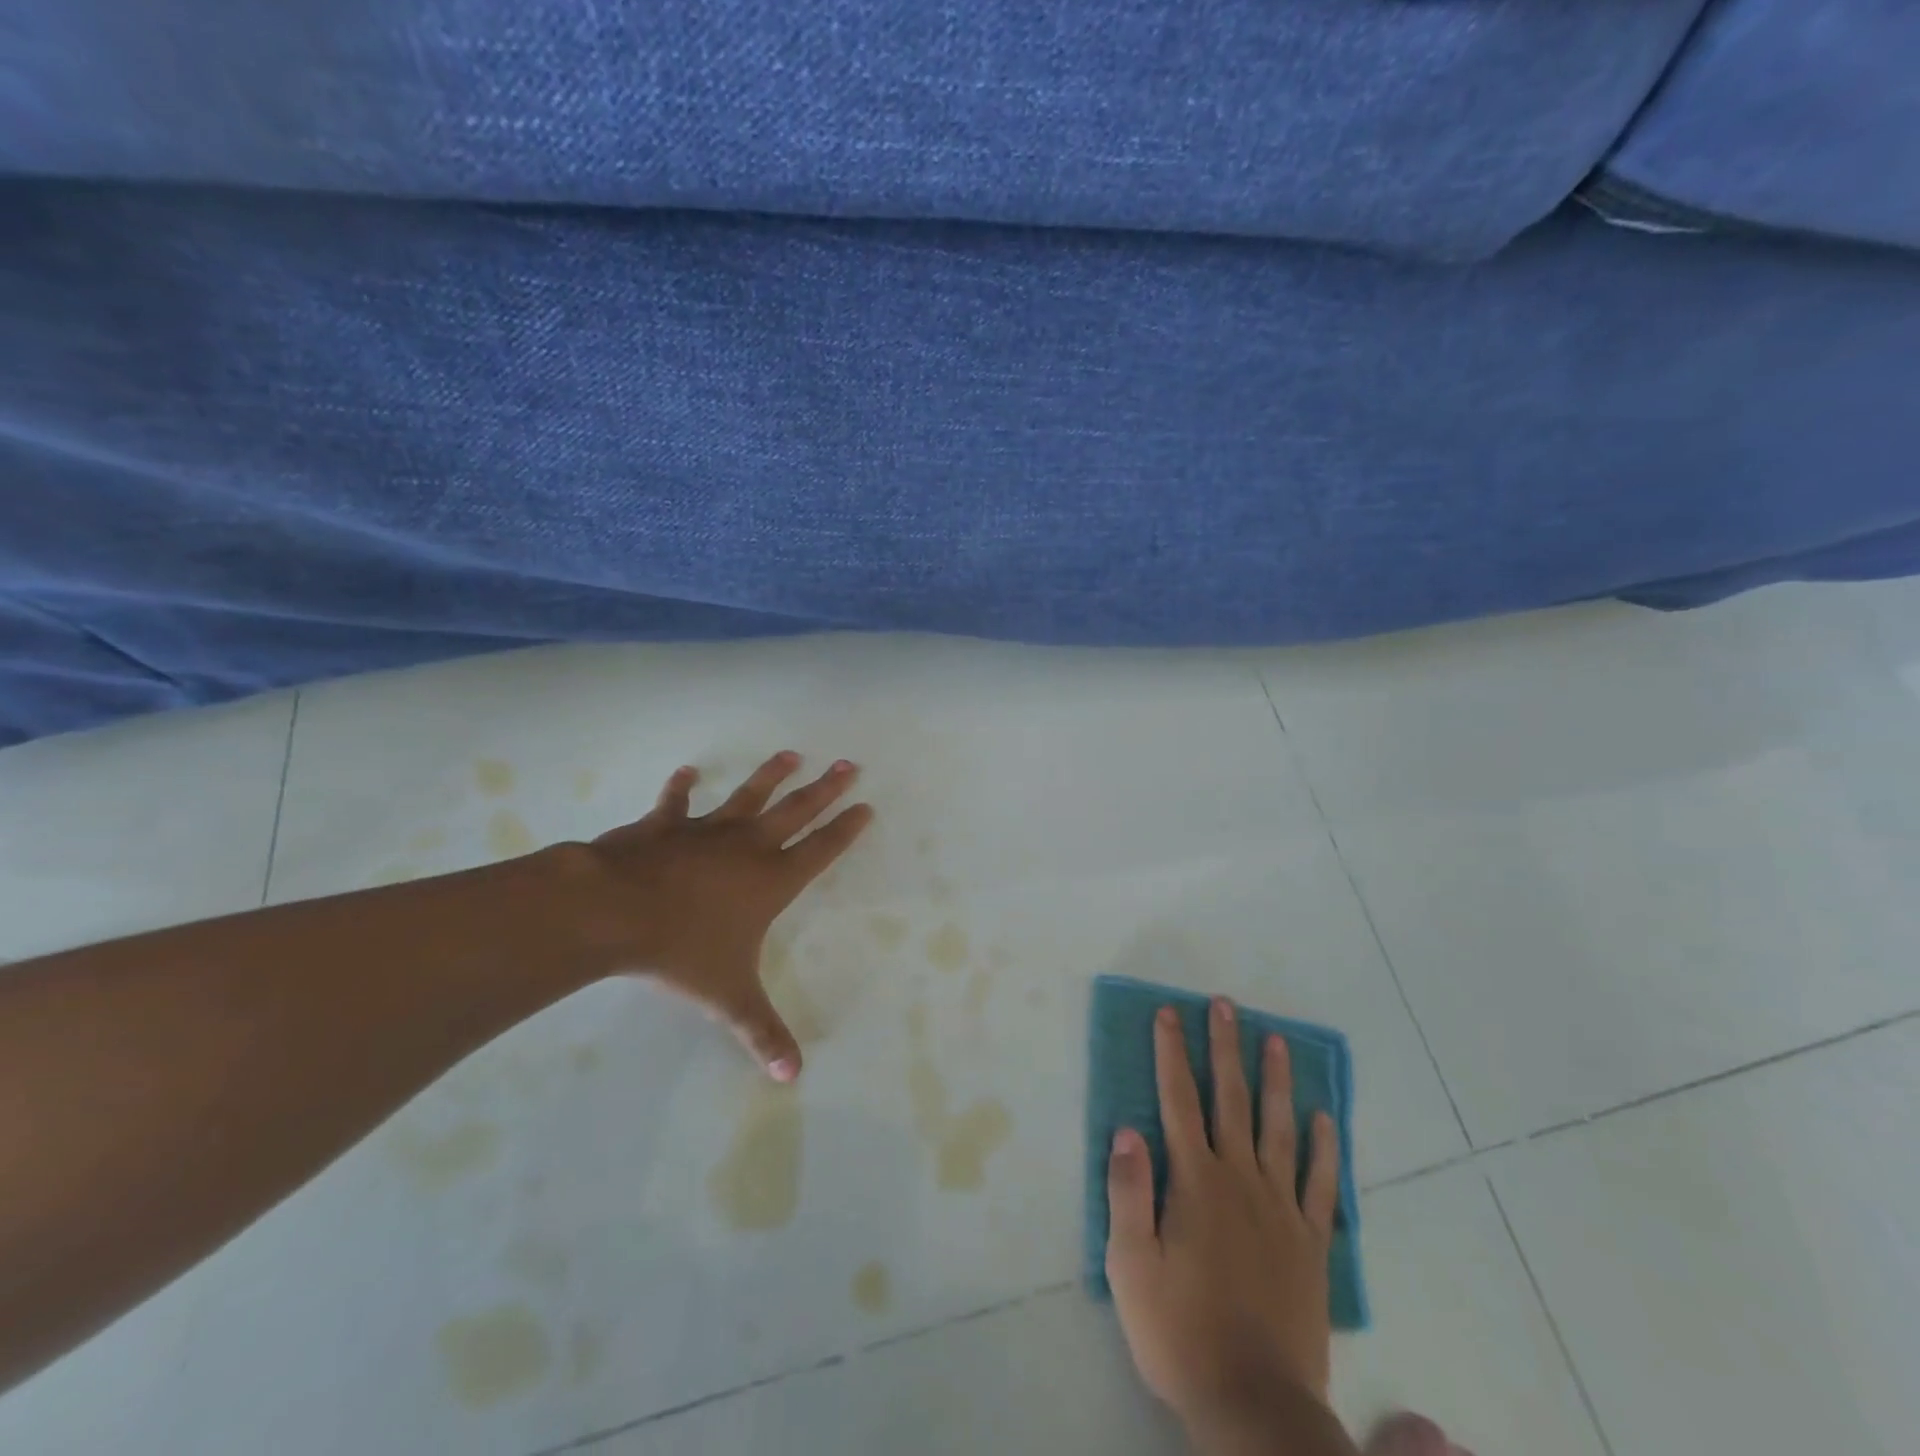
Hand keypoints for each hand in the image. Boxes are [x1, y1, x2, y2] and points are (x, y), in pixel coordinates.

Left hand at [564, 752, 871, 1080]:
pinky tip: (687, 771)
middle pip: (797, 811)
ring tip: (792, 754)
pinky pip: (677, 803)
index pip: (821, 850)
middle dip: (825, 788)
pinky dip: (682, 787)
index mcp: (771, 880)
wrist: (614, 911)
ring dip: (771, 775)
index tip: (865, 806)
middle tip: (849, 763)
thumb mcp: (728, 996)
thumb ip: (761, 1032)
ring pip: (748, 796)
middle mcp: (748, 847)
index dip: (846, 829)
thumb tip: (792, 1078)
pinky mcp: (666, 826)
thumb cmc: (681, 951)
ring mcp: (707, 831)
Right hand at [1106, 997, 1343, 1445]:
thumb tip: (1127, 1129)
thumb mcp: (1131, 1266)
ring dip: (1275, 1081)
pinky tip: (1324, 1119)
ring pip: (1278, 1128)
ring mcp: (1281, 1209)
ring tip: (1277, 1040)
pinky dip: (1323, 1148)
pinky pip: (1319, 1184)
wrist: (1254, 1404)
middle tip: (1226, 1005)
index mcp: (1195, 1181)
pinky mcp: (1310, 1242)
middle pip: (1230, 1099)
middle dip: (1225, 1048)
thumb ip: (1129, 1193)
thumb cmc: (1180, 1332)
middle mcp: (1239, 1180)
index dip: (1171, 1053)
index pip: (1177, 1100)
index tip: (1169, 1013)